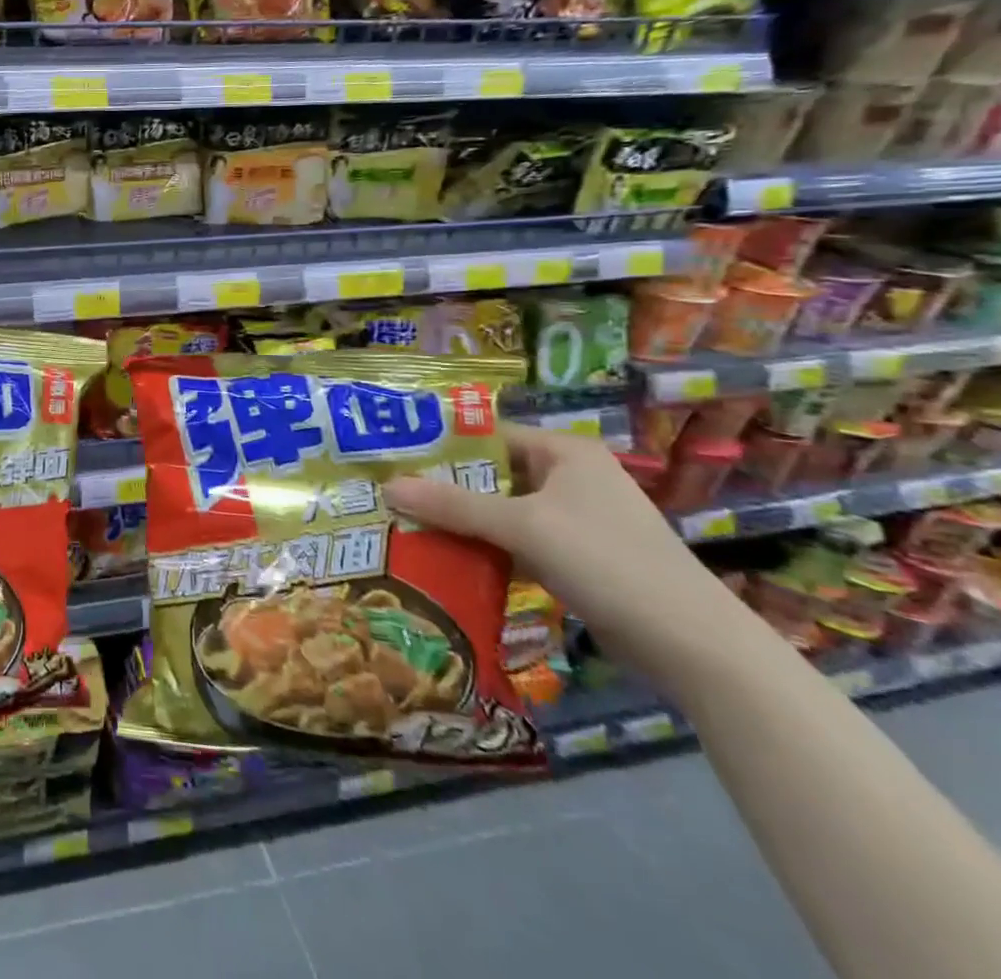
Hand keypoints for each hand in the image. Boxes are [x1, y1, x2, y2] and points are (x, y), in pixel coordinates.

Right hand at [383, 424, 737, 669]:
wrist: (694, 646)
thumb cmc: (608, 562)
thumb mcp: (524, 527)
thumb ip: (454, 505)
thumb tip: (388, 486)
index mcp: (565, 452)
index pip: (488, 436)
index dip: (441, 446)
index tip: (393, 460)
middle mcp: (570, 477)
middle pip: (492, 475)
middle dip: (445, 488)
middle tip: (391, 497)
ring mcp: (575, 520)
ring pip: (502, 511)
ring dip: (462, 522)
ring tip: (407, 526)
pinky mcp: (577, 558)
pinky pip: (517, 542)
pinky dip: (486, 549)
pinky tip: (448, 560)